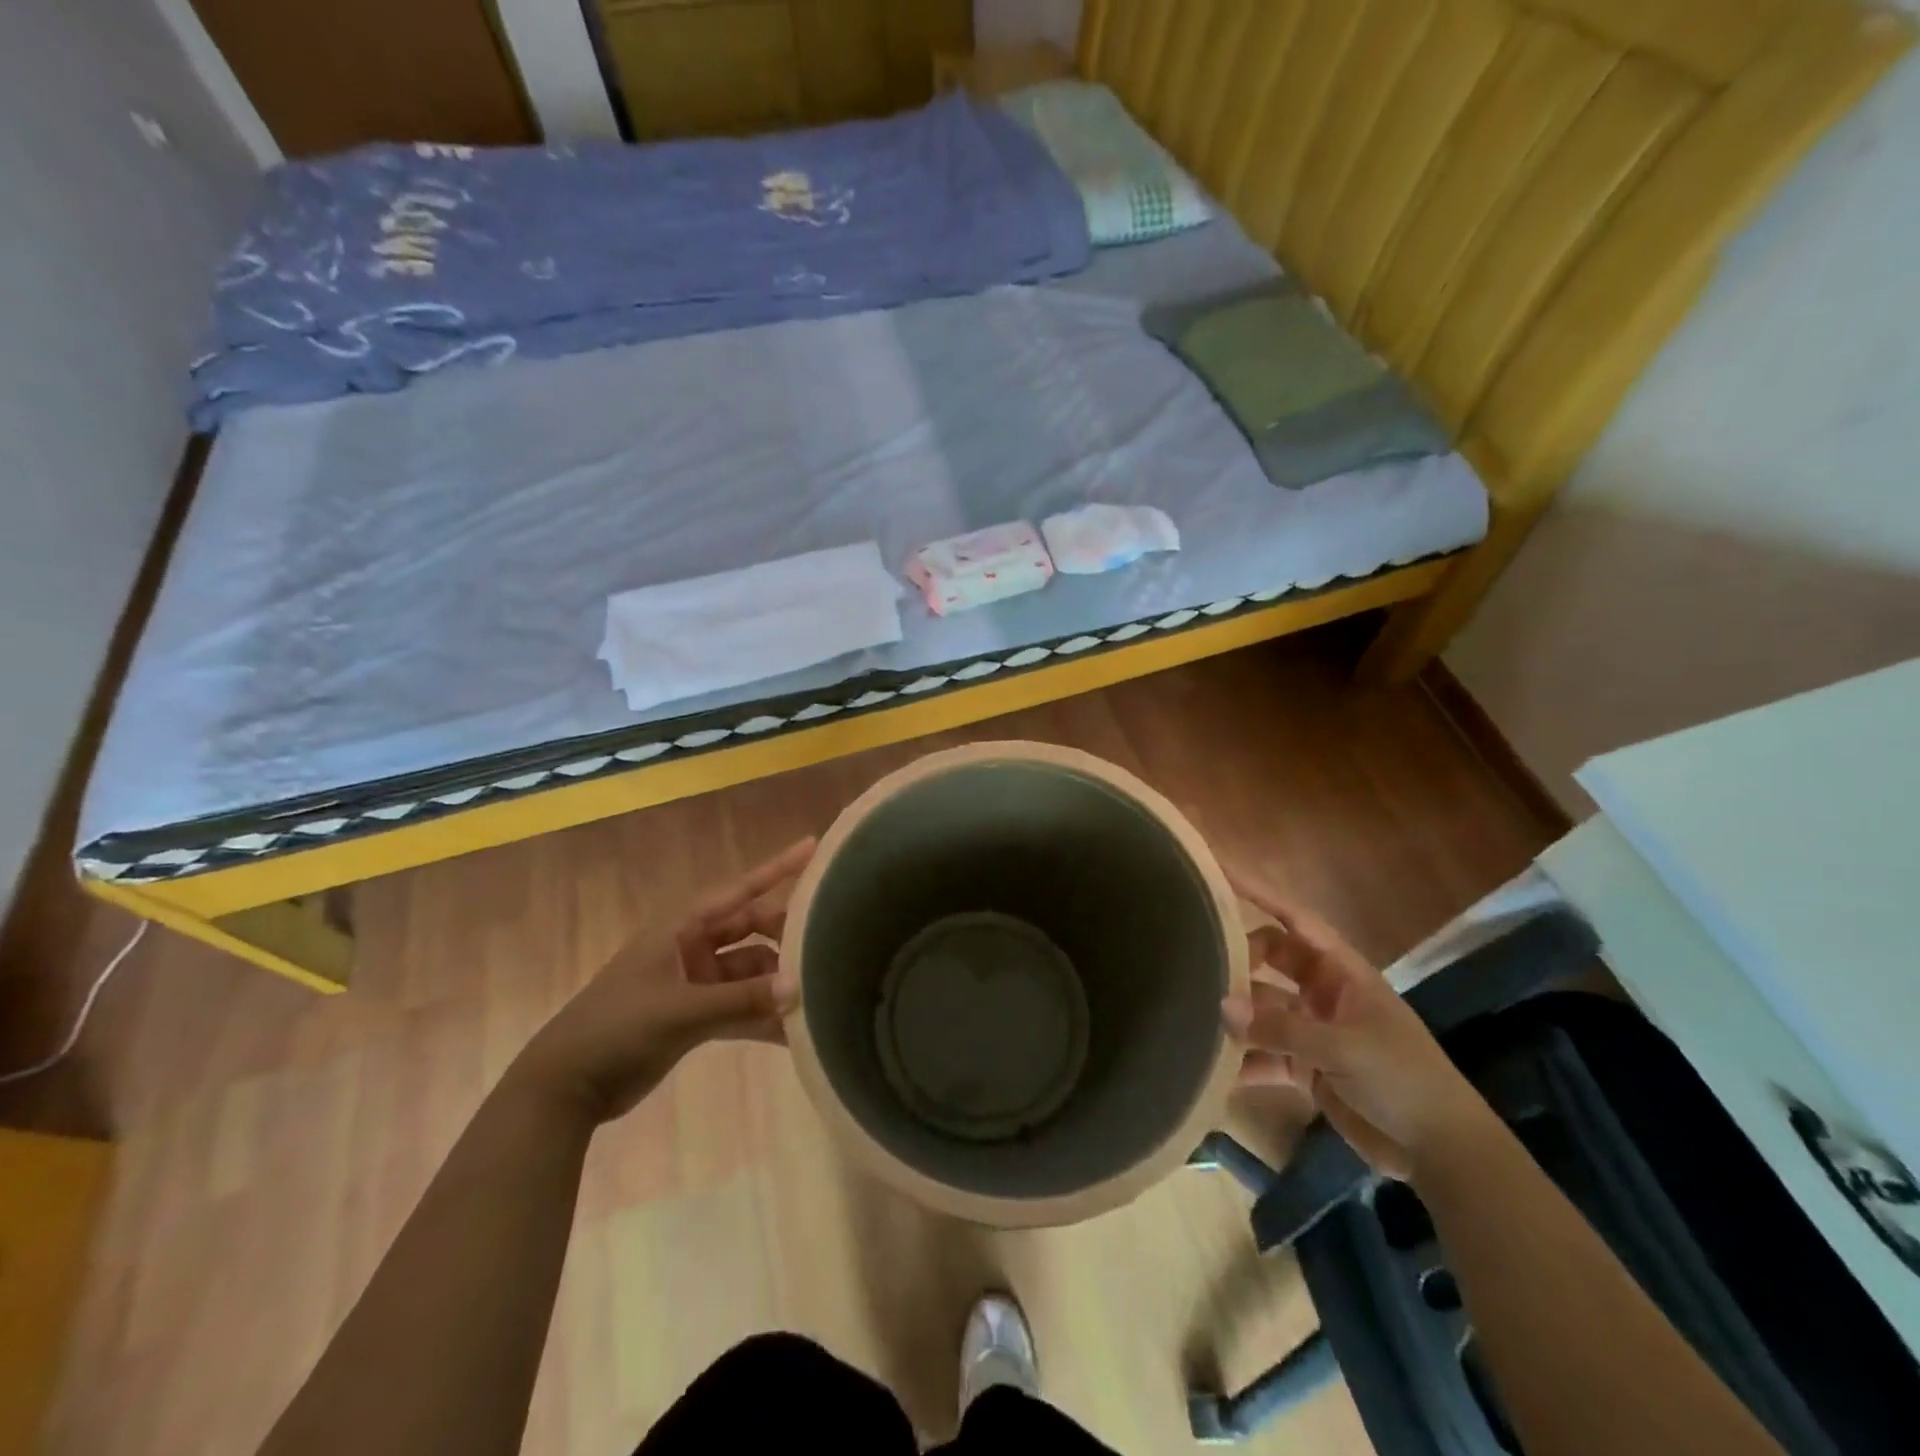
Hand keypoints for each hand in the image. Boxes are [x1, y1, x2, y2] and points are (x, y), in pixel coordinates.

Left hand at [513, 839, 815, 1123]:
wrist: (564, 1088)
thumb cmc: (616, 1029)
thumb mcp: (679, 1011)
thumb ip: (740, 1000)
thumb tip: (799, 988)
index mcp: (682, 927)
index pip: (740, 889)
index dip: (777, 867)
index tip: (814, 846)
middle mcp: (693, 946)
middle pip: (752, 929)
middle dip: (787, 936)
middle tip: (830, 944)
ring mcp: (695, 981)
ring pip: (750, 972)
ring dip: (776, 985)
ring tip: (818, 996)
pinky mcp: (694, 1015)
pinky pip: (739, 1007)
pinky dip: (761, 1017)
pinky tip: (792, 1035)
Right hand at [1223, 876, 1489, 1180]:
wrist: (1442, 1151)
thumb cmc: (1402, 1079)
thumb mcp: (1343, 1049)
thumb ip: (1281, 1028)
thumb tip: (1222, 1006)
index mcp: (1342, 971)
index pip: (1294, 918)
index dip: (1258, 892)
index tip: (1219, 871)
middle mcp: (1324, 992)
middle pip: (1271, 959)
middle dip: (1238, 958)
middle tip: (1197, 962)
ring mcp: (1315, 1030)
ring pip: (1264, 1008)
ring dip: (1237, 1014)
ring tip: (1194, 1014)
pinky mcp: (1309, 1068)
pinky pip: (1266, 1054)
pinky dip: (1244, 1060)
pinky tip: (1213, 1068)